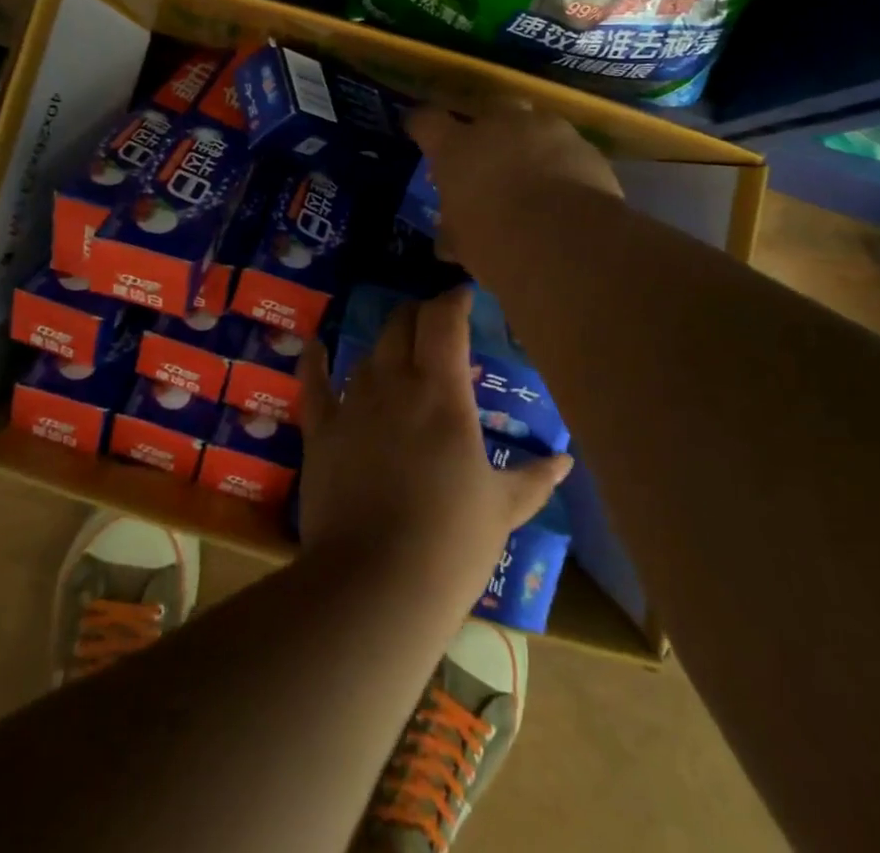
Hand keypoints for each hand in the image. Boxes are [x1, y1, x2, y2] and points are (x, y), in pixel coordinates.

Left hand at [297, 286, 571, 614]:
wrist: (376, 582)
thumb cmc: (451, 542)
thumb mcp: (502, 508)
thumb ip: (534, 478)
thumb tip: (565, 461)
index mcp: (442, 392)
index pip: (444, 321)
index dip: (453, 300)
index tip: (465, 296)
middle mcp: (395, 382)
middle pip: (402, 323)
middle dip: (420, 315)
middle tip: (436, 327)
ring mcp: (353, 403)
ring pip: (368, 352)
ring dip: (385, 346)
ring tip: (399, 353)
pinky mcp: (321, 430)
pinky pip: (313, 383)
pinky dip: (314, 360)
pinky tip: (315, 345)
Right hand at [405, 104, 622, 269]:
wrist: (570, 244)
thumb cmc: (497, 243)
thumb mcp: (463, 244)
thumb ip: (453, 230)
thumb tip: (447, 239)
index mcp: (456, 147)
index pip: (426, 121)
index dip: (421, 126)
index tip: (418, 132)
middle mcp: (499, 125)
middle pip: (486, 109)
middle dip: (485, 128)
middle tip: (486, 157)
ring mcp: (545, 129)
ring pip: (531, 124)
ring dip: (527, 143)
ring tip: (532, 174)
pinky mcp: (584, 145)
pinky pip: (565, 146)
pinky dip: (560, 161)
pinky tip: (564, 189)